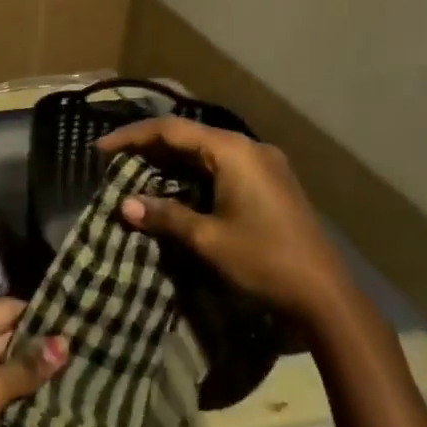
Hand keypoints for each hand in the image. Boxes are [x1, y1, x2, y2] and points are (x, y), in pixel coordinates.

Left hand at [0, 298, 68, 426]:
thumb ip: (27, 367)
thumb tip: (64, 343)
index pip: (5, 309)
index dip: (38, 316)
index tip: (74, 324)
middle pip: (2, 335)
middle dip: (36, 347)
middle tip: (81, 354)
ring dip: (27, 372)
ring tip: (71, 376)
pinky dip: (12, 391)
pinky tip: (43, 401)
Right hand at [98, 117, 347, 320]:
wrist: (326, 296)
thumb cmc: (263, 260)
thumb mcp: (207, 238)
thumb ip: (165, 216)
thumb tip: (126, 205)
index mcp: (232, 151)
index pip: (170, 130)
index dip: (131, 137)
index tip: (100, 150)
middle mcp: (249, 148)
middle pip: (189, 136)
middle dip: (150, 147)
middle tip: (116, 161)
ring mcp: (264, 164)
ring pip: (206, 151)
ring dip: (172, 160)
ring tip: (139, 173)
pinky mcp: (271, 183)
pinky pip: (222, 166)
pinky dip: (194, 173)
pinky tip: (176, 188)